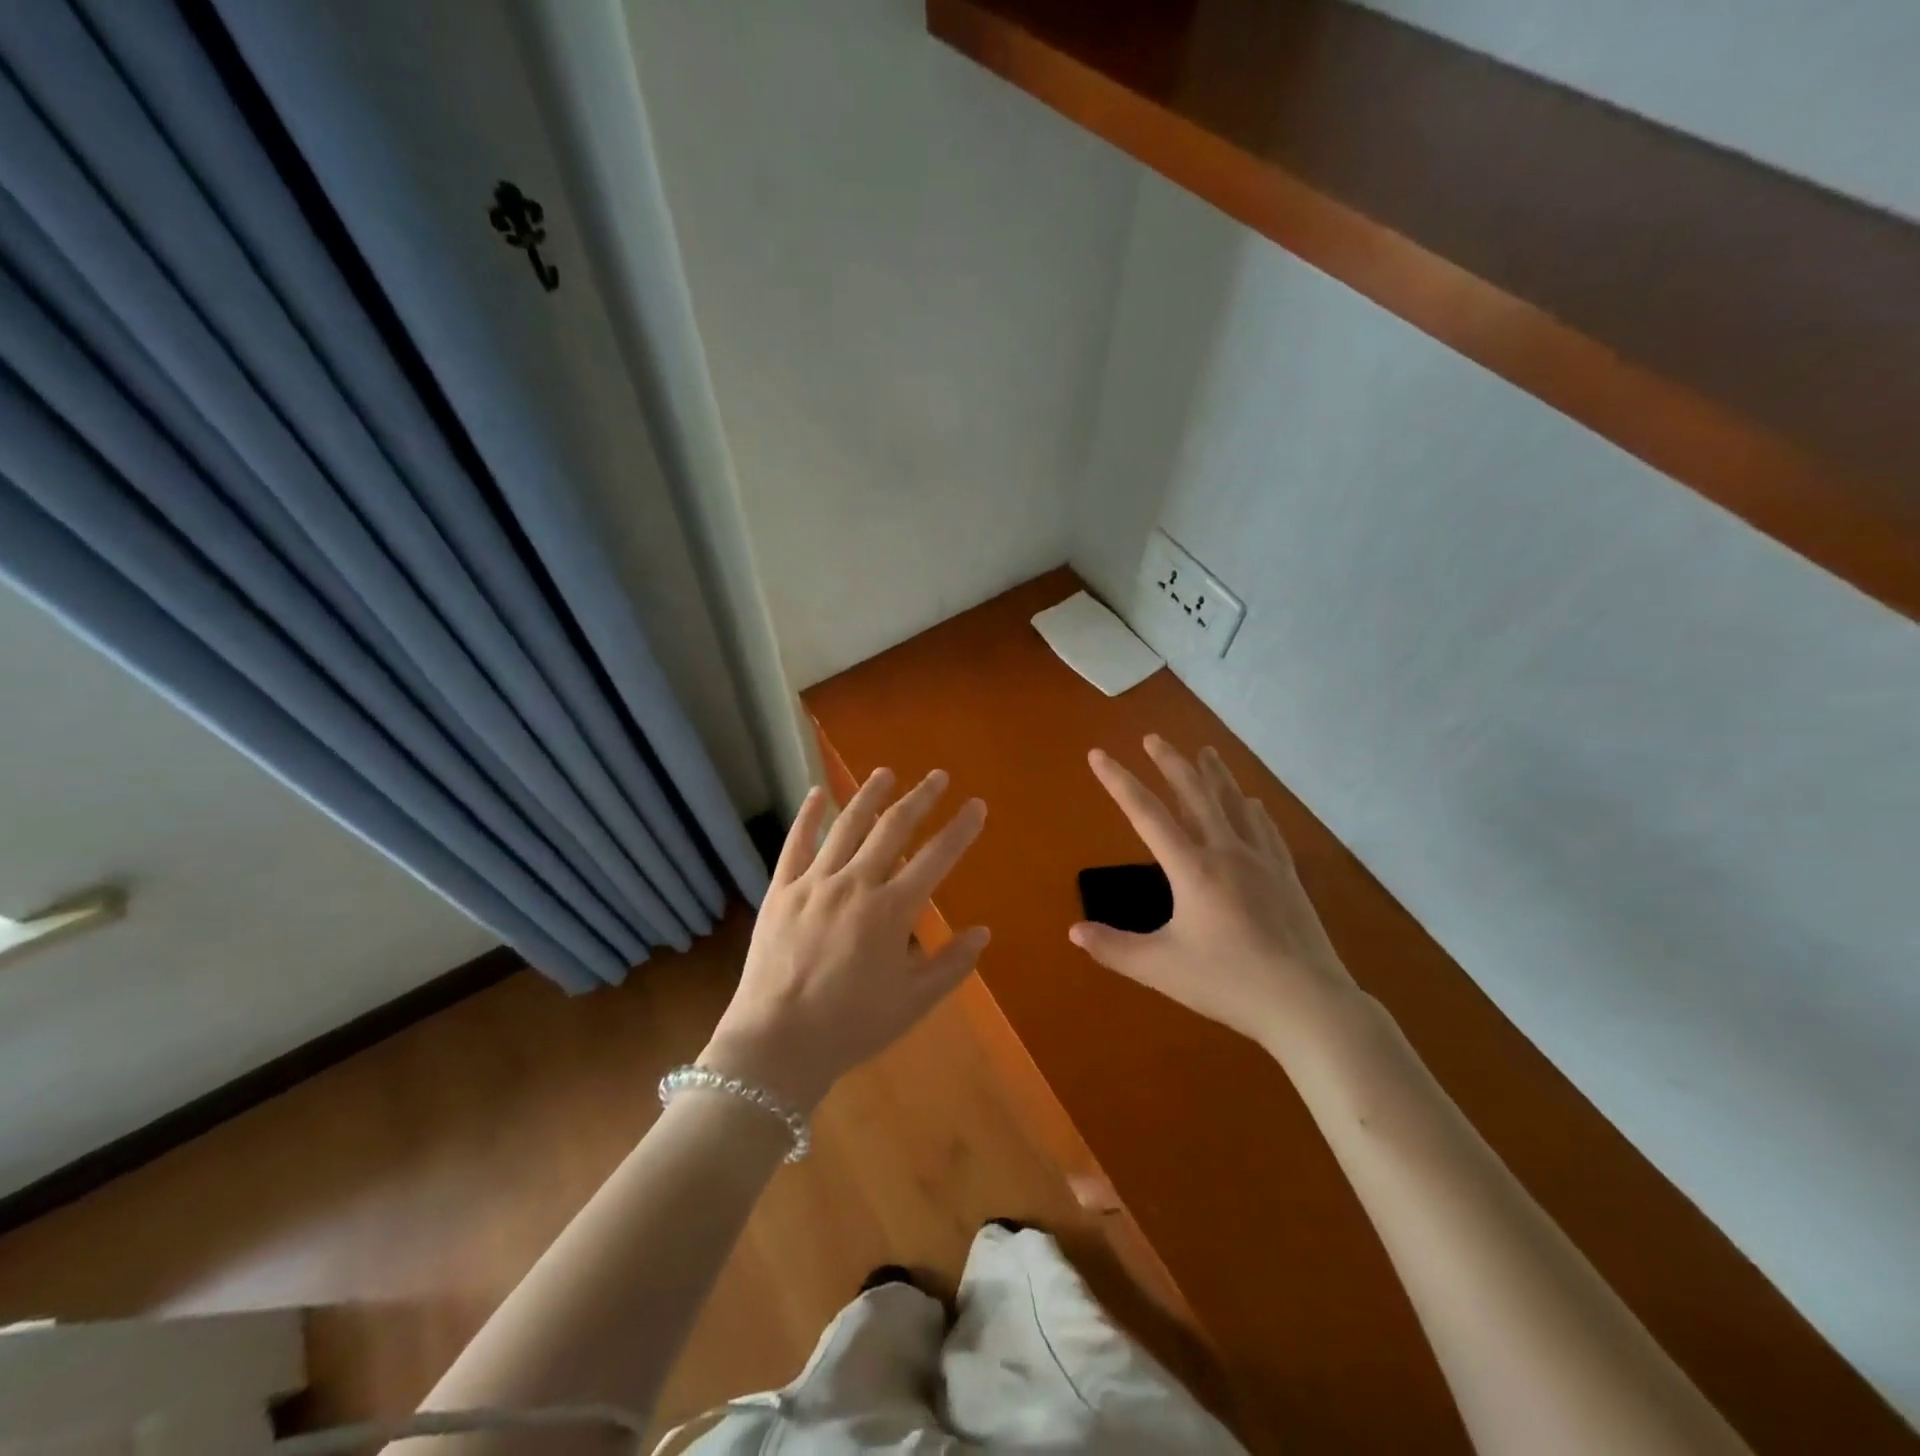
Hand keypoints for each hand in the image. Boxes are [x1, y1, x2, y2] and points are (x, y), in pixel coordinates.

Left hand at [702, 768, 989, 1108]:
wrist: (777, 1044)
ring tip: (886, 772)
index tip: (976, 804)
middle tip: (938, 776)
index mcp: (891, 910)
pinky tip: (818, 793)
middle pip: (894, 828)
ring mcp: (814, 883)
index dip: (960, 829)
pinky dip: (808, 816)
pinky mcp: (781, 890)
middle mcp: (856, 883)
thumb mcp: (913, 1002)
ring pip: (847, 826)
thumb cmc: (851, 1026)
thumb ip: (951, 964)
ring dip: (869, 795)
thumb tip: (983, 932)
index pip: (937, 858)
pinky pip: (796, 844)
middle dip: (920, 799)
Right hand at [1071, 736, 1358, 1055]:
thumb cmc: (1228, 984)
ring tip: (1204, 752)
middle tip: (1153, 737)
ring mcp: (1262, 861)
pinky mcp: (1286, 876)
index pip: (1146, 813)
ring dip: (1214, 775)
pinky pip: (1265, 829)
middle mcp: (1226, 851)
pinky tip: (1251, 803)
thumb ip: (1114, 948)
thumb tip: (1074, 932)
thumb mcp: (1161, 969)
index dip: (1118, 782)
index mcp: (1192, 868)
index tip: (1098, 754)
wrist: (1307, 1004)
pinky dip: (1252, 809)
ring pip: (1234, 803)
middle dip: (1170, 763)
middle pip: (1195, 794)